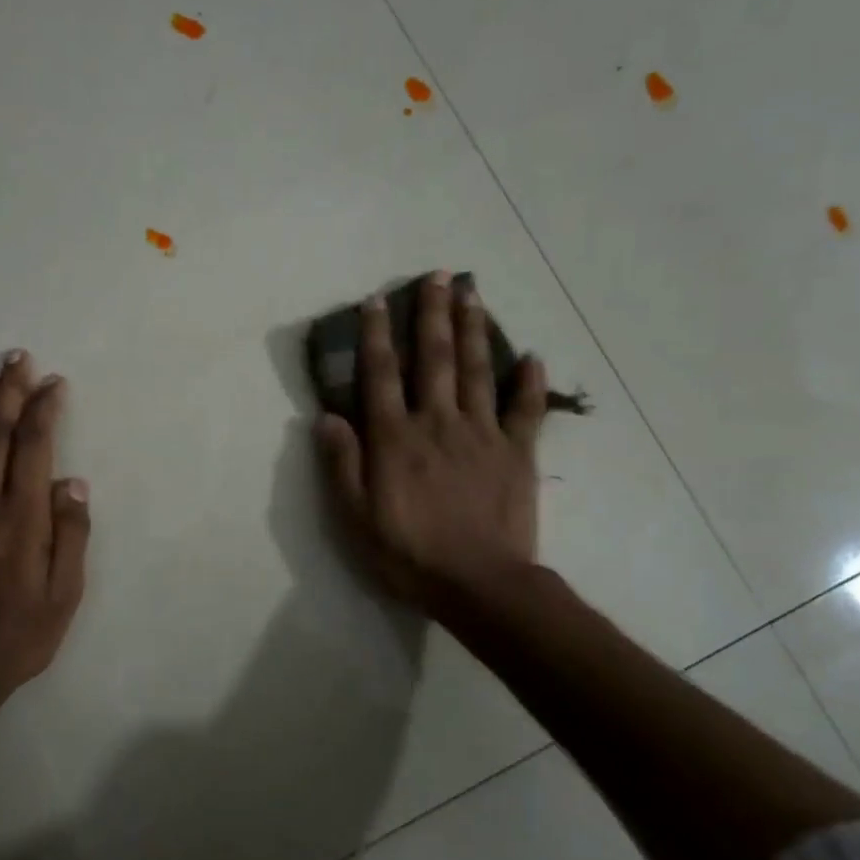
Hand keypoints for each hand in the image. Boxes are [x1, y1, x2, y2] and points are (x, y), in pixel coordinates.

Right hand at [314, 271, 548, 615]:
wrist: (480, 585)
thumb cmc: (408, 554)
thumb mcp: (355, 517)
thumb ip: (341, 464)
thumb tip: (326, 417)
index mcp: (395, 438)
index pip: (381, 374)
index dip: (376, 334)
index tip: (377, 299)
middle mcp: (437, 422)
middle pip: (434, 358)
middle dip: (433, 313)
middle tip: (437, 274)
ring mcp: (482, 434)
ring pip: (477, 370)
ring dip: (474, 329)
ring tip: (473, 293)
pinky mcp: (517, 453)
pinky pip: (526, 410)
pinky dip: (531, 382)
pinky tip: (533, 357)